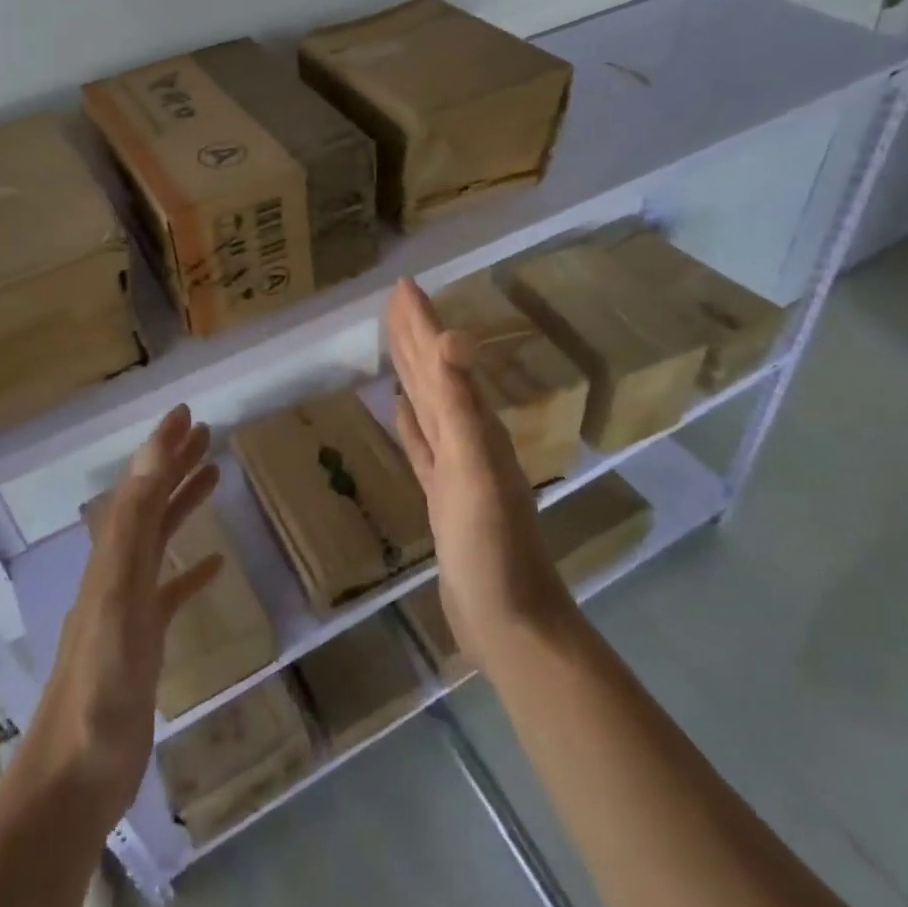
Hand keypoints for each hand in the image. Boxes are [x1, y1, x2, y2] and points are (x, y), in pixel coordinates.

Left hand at [25, 404, 223, 824]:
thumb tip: (152, 453)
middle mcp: (118, 572)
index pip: (141, 486)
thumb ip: (133, 523)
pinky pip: (172, 593)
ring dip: (184, 505)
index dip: (162, 447)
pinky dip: (192, 571)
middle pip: (151, 505)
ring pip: (161, 541)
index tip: (187, 414)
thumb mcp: (119, 592)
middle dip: (176, 465)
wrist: (76, 777)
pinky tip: (215, 564)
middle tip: (208, 433)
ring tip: (216, 476)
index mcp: (113, 556)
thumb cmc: (101, 682)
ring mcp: (130, 609)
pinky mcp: (144, 644)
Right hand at [386, 278, 574, 673]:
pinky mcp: (443, 495)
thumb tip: (452, 336)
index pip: (440, 359)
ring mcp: (456, 467)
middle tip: (396, 300)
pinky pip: (423, 445)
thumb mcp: (474, 469)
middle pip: (434, 374)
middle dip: (415, 335)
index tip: (403, 285)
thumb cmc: (492, 547)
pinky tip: (402, 411)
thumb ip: (461, 404)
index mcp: (473, 424)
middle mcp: (467, 436)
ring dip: (413, 372)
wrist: (511, 621)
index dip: (421, 321)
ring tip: (398, 345)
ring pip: (428, 404)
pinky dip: (411, 424)